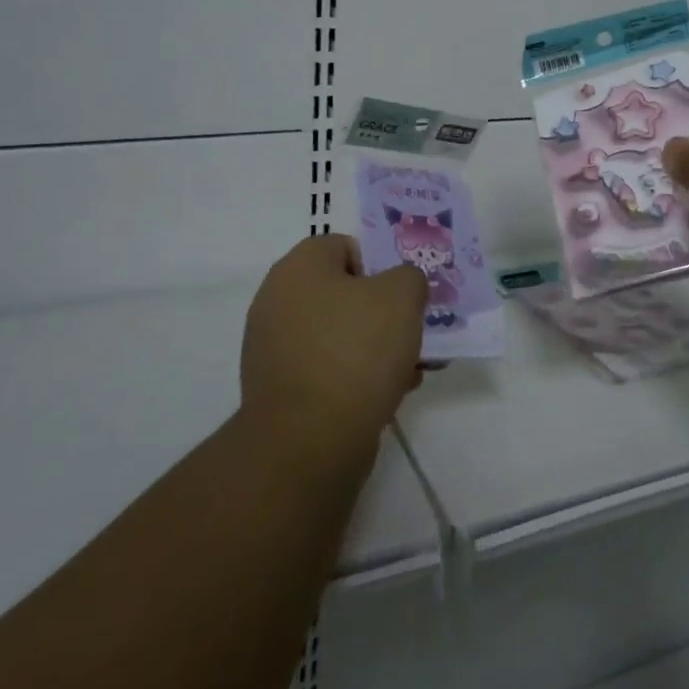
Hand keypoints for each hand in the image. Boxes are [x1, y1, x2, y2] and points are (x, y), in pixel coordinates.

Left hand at [239, 235, 427, 470]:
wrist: (308, 442)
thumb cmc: (355, 351)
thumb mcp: (402, 296)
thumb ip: (409, 276)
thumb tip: (400, 285)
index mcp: (299, 267)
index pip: (346, 246)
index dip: (381, 264)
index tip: (406, 293)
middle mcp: (278, 300)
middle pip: (344, 292)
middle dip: (384, 311)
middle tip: (414, 331)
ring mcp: (274, 347)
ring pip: (340, 333)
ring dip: (376, 346)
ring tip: (410, 369)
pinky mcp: (280, 389)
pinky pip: (328, 368)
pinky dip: (357, 376)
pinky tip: (389, 394)